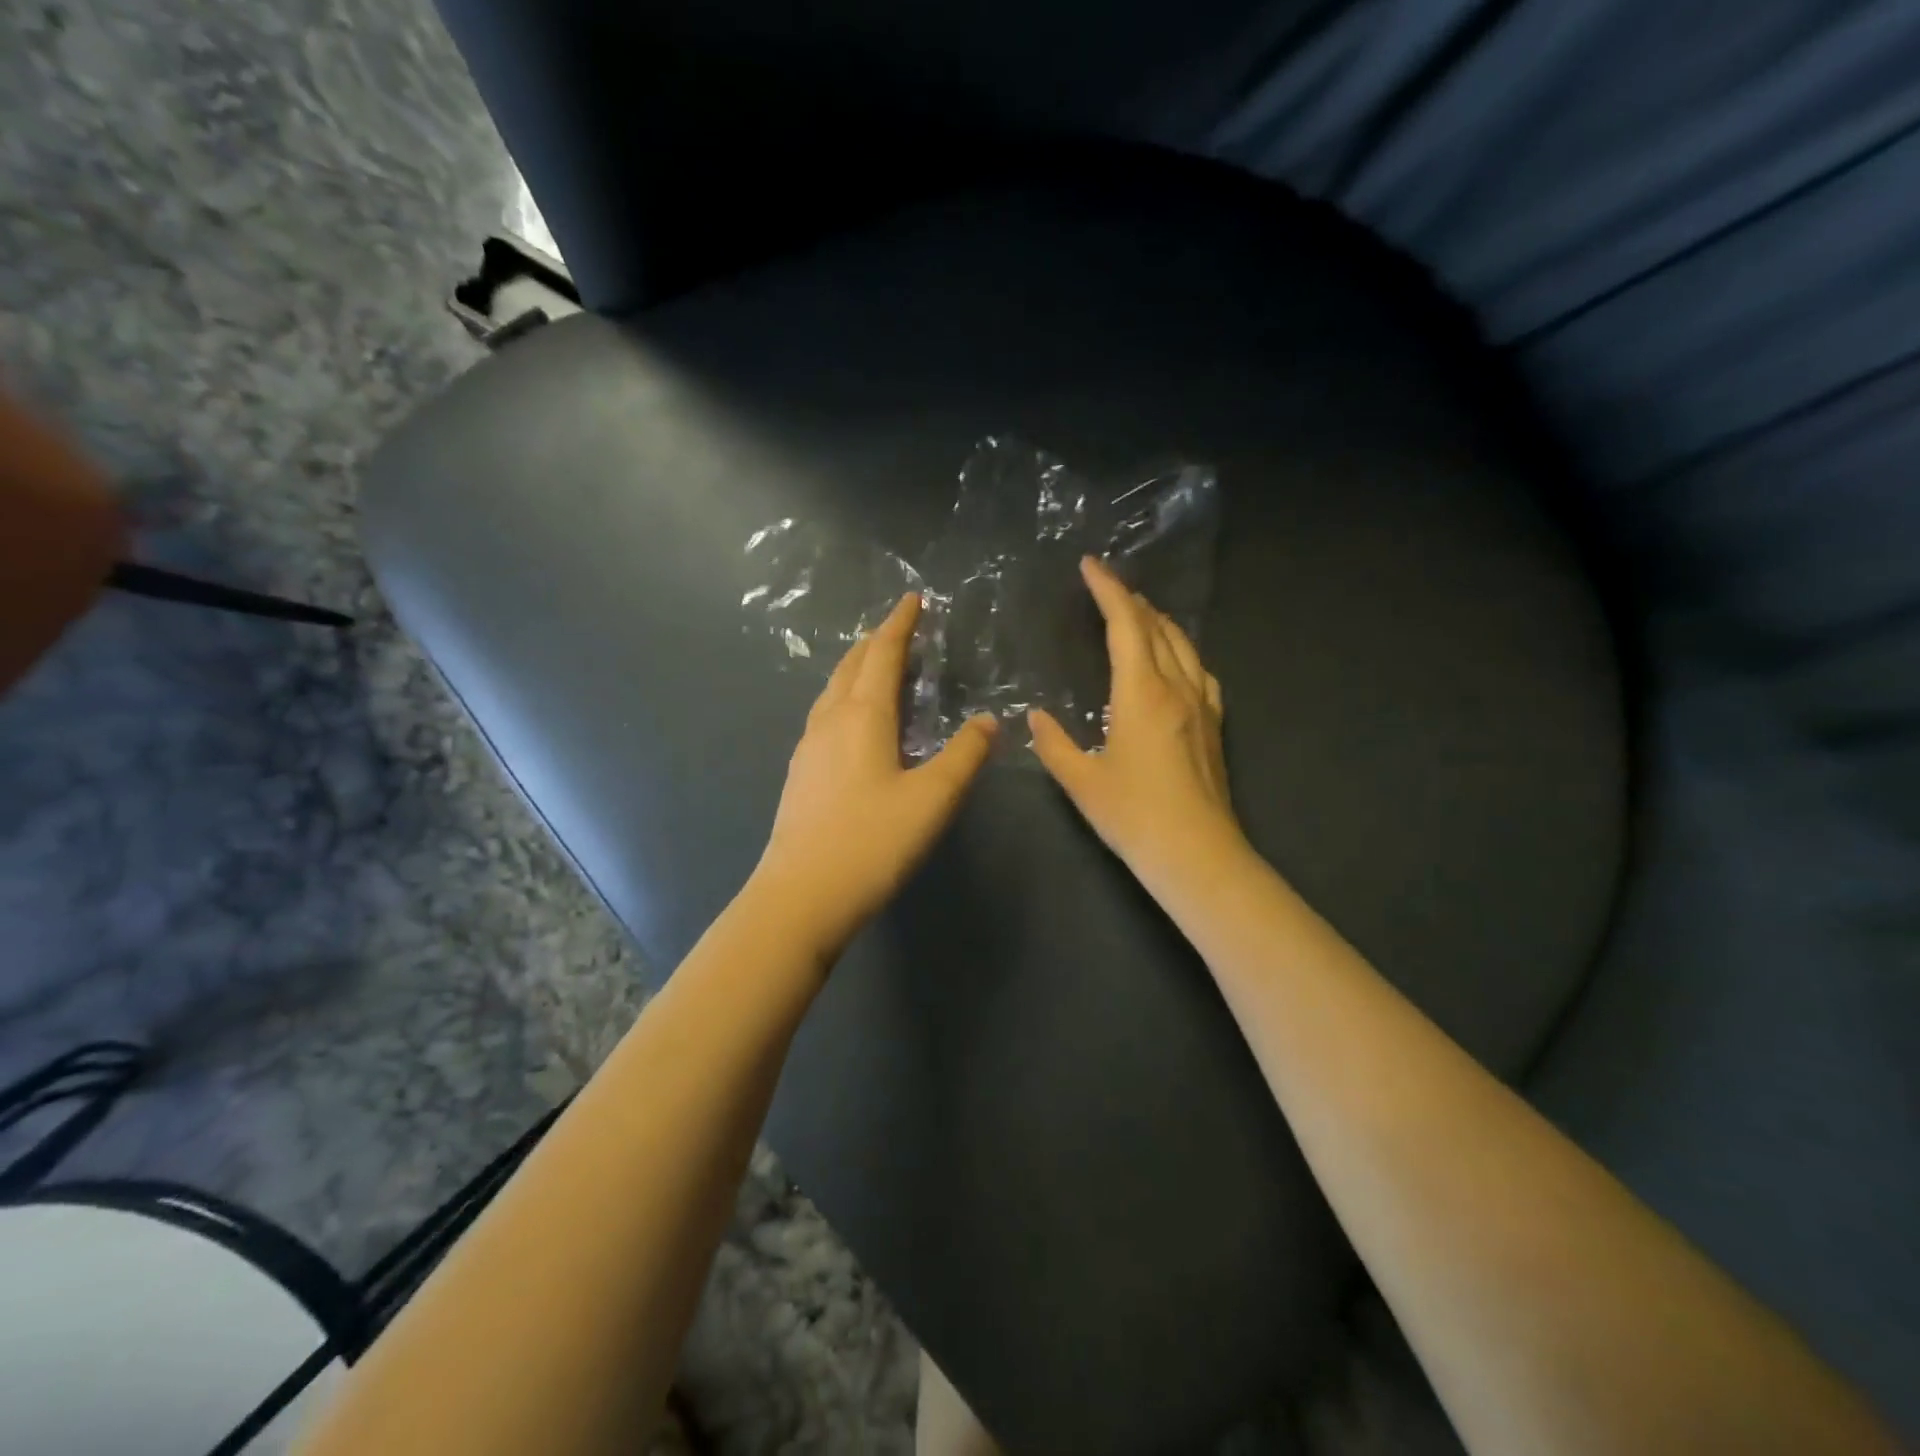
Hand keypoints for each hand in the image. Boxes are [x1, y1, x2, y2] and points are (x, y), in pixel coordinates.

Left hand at [752, 593, 997, 958]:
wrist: (800, 895)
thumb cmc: (871, 842)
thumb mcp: (932, 799)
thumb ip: (963, 756)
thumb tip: (988, 722)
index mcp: (862, 716)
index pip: (882, 655)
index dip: (900, 624)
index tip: (913, 599)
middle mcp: (830, 721)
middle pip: (851, 666)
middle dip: (875, 641)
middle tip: (897, 628)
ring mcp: (808, 748)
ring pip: (832, 691)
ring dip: (856, 668)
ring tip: (875, 666)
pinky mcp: (800, 774)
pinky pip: (825, 716)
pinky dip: (845, 699)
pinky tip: (852, 722)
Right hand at [1029, 556, 1247, 894]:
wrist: (1198, 855)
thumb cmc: (1134, 816)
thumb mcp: (1081, 781)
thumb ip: (1053, 744)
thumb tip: (1036, 718)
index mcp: (1142, 692)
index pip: (1126, 625)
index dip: (1108, 590)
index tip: (1090, 566)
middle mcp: (1177, 688)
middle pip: (1158, 628)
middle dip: (1132, 601)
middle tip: (1108, 587)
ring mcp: (1203, 706)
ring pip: (1184, 646)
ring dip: (1160, 622)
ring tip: (1140, 613)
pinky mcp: (1215, 726)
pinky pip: (1201, 671)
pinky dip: (1182, 651)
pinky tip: (1177, 661)